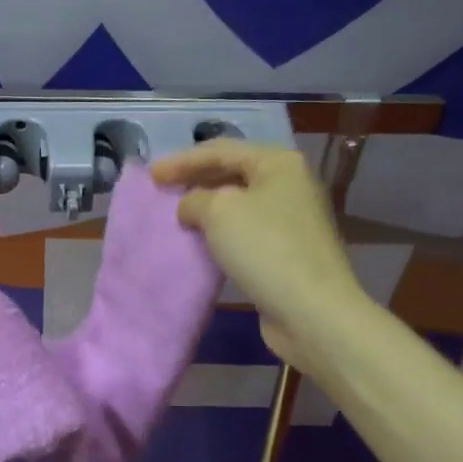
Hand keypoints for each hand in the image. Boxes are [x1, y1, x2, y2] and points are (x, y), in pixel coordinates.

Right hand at [151, 140, 364, 367]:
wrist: (311, 310)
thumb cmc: (264, 249)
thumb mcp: (218, 212)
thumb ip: (194, 199)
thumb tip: (191, 207)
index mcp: (278, 163)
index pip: (220, 150)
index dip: (182, 160)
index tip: (151, 175)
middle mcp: (290, 184)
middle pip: (232, 172)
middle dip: (195, 179)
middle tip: (162, 189)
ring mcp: (292, 217)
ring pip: (239, 201)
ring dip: (206, 205)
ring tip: (177, 213)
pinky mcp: (288, 248)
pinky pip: (245, 228)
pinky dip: (220, 229)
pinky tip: (201, 239)